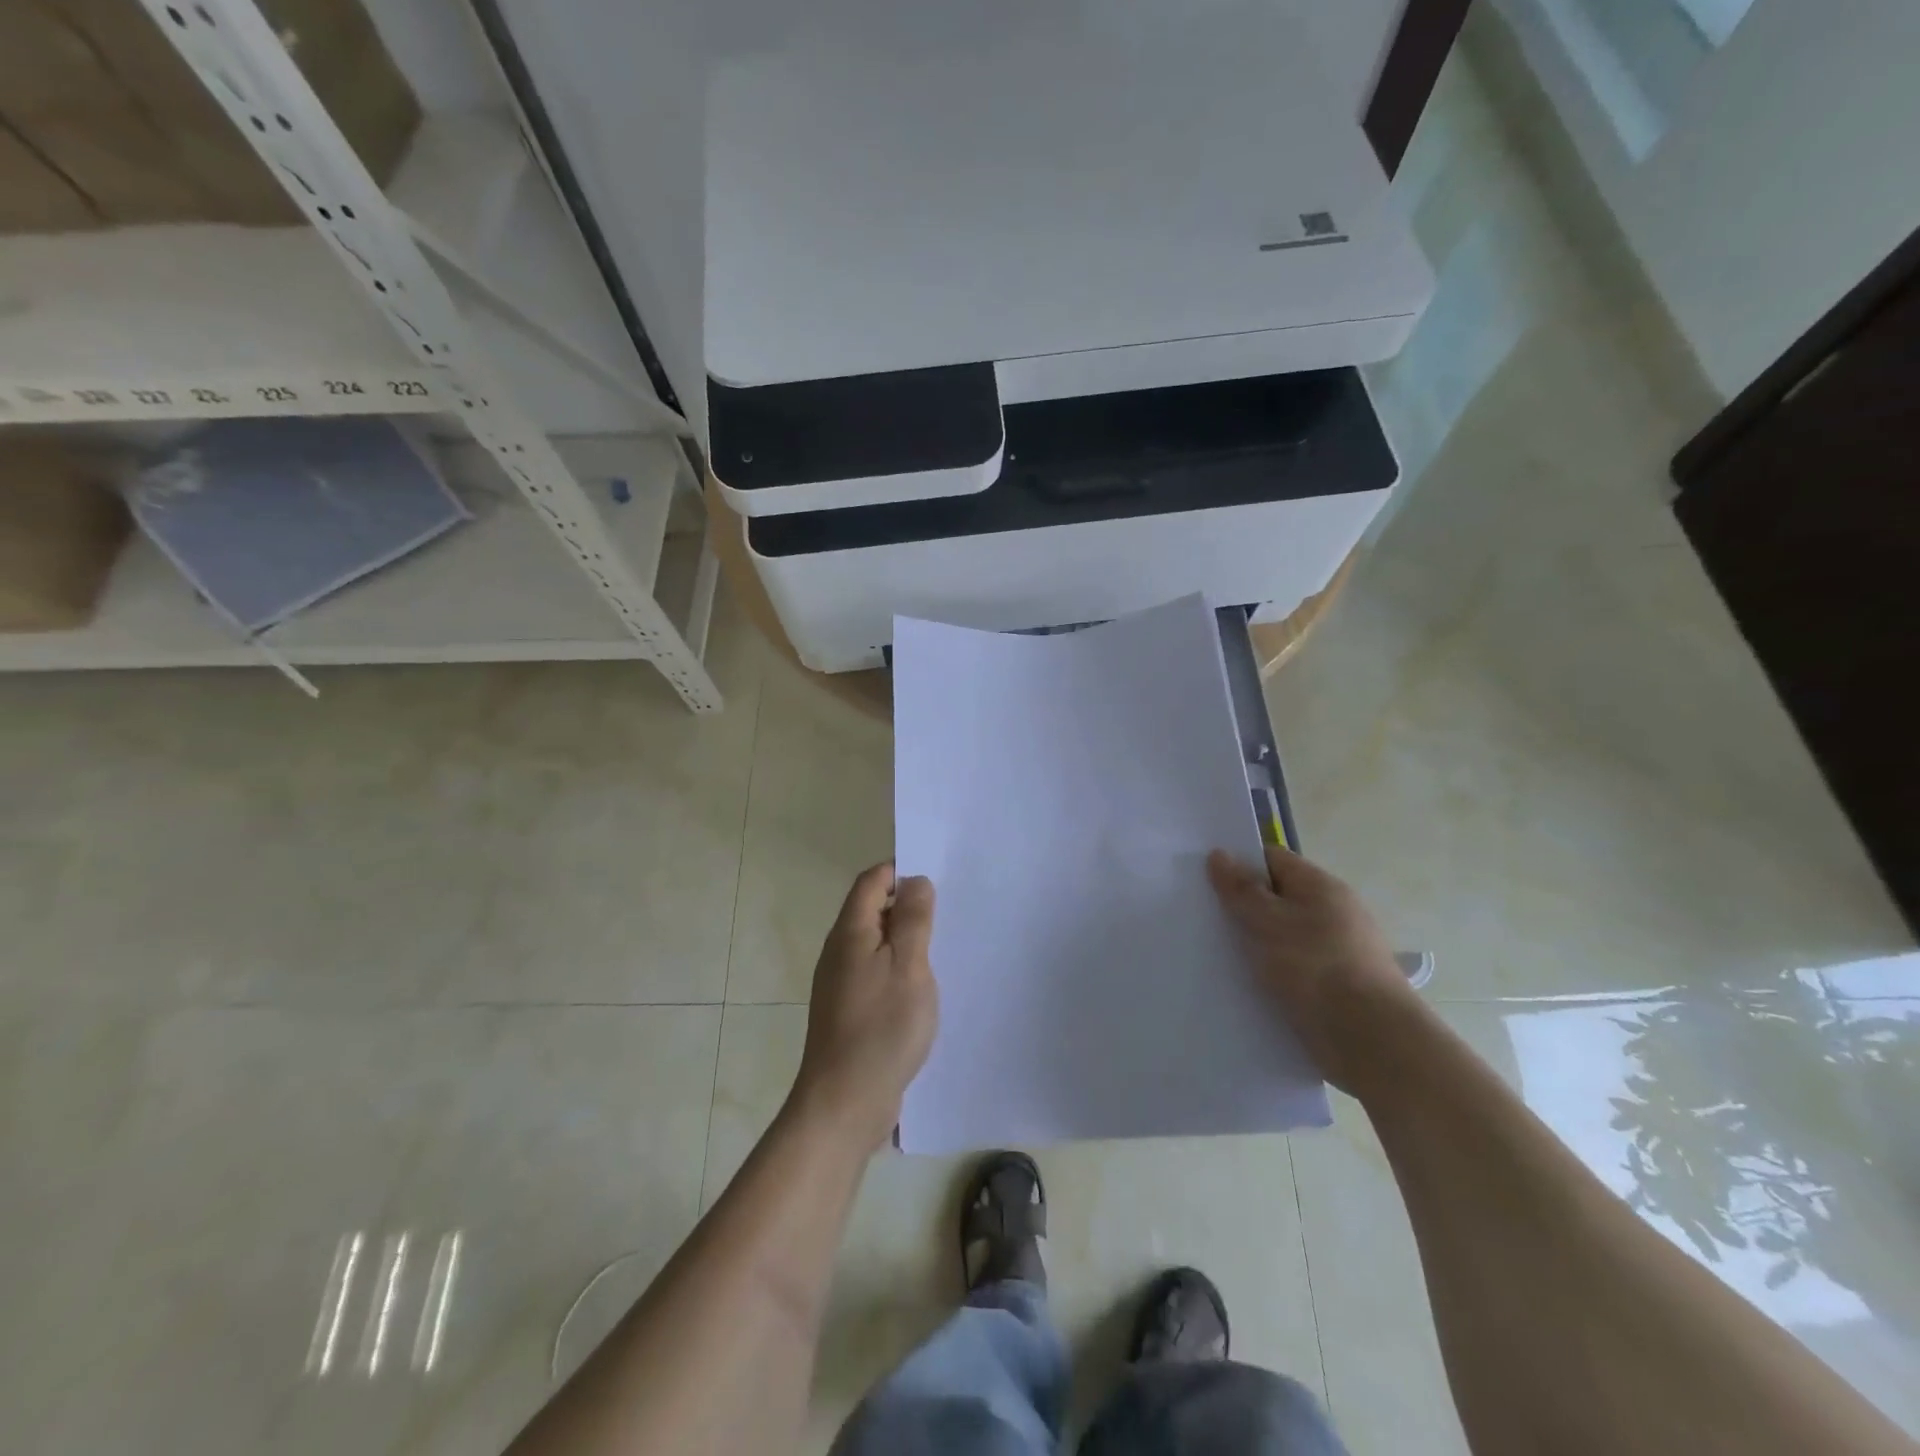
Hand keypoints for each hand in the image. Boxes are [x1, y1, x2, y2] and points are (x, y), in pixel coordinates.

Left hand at [790, 863, 938, 1152]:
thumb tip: (915, 881)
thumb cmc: (882, 1028)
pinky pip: (875, 971)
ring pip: (875, 942)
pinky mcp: (847, 1010)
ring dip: (904, 939)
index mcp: (850, 932)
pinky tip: (921, 988)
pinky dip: (897, 967)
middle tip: (946, 914)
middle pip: (871, 909)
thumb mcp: (909, 966)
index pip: (871, 880)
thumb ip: (913, 920)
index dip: (900, 872)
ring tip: (940, 949)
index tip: (937, 881)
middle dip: (906, 905)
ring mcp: (840, 982)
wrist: (844, 1102)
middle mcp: (839, 951)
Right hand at [1207, 845, 1419, 1094]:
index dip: (1238, 863)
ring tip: (1214, 954)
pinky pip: (1293, 968)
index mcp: (1320, 886)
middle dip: (1242, 906)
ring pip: (1283, 936)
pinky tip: (1245, 985)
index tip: (1203, 878)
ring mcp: (1336, 951)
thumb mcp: (1267, 922)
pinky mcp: (1335, 987)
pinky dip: (1270, 973)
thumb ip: (1240, 889)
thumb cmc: (1316, 968)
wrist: (1372, 1041)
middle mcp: (1332, 912)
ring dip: (1254, 944)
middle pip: (1277, 897)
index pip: (1272, 859)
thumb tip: (1219, 855)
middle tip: (1202, 916)